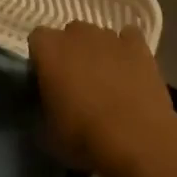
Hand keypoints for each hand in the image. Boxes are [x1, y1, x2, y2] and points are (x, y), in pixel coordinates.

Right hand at [27, 21, 176, 176]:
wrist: (136, 142)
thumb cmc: (83, 138)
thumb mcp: (45, 133)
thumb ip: (41, 107)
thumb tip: (45, 103)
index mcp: (50, 50)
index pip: (37, 39)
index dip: (42, 59)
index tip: (46, 81)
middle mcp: (78, 34)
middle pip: (70, 34)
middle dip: (71, 52)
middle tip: (76, 82)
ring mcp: (111, 37)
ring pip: (99, 36)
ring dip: (98, 52)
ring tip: (107, 81)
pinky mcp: (139, 46)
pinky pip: (129, 38)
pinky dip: (127, 50)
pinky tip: (130, 71)